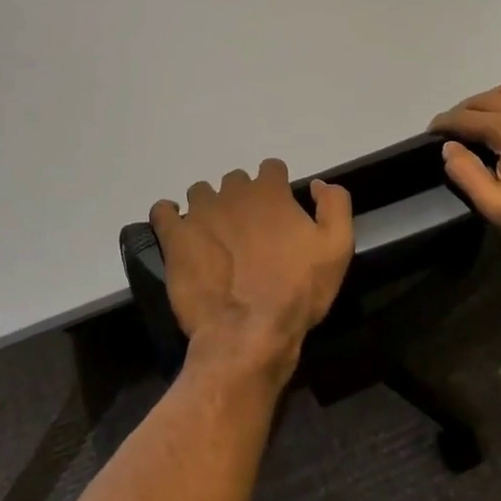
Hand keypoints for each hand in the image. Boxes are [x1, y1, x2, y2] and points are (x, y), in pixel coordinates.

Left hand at [150, 161, 352, 384]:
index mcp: (270, 192)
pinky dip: (169, 216)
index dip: (276, 186)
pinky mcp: (175, 238)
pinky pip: (163, 212)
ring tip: (214, 236)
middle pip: (235, 180)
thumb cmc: (298, 291)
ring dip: (208, 207)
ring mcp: (200, 213)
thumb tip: (317, 185)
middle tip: (248, 231)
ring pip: (200, 193)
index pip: (271, 168)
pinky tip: (178, 232)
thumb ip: (334, 204)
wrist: (249, 332)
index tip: (278, 211)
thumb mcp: (337, 247)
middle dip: (242, 198)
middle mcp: (232, 194)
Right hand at [429, 80, 500, 266]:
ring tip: (485, 112)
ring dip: (494, 98)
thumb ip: (467, 174)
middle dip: (466, 110)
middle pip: (489, 99)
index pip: (466, 117)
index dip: (445, 123)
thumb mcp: (497, 207)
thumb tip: (449, 147)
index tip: (433, 130)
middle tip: (455, 125)